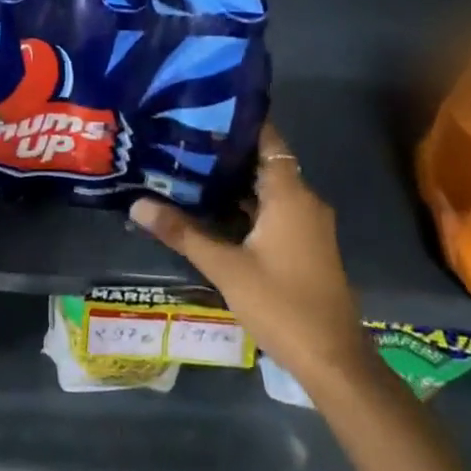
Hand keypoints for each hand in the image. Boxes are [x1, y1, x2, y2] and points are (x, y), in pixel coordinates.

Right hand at [128, 122, 365, 375]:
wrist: (333, 361)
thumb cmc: (282, 304)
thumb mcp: (225, 267)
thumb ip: (182, 232)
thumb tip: (137, 204)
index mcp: (290, 195)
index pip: (266, 139)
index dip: (236, 121)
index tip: (199, 109)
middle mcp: (303, 200)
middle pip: (262, 161)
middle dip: (223, 151)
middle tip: (179, 139)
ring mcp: (306, 224)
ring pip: (265, 188)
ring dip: (231, 180)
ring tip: (185, 167)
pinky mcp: (303, 244)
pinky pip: (271, 209)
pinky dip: (243, 204)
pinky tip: (208, 208)